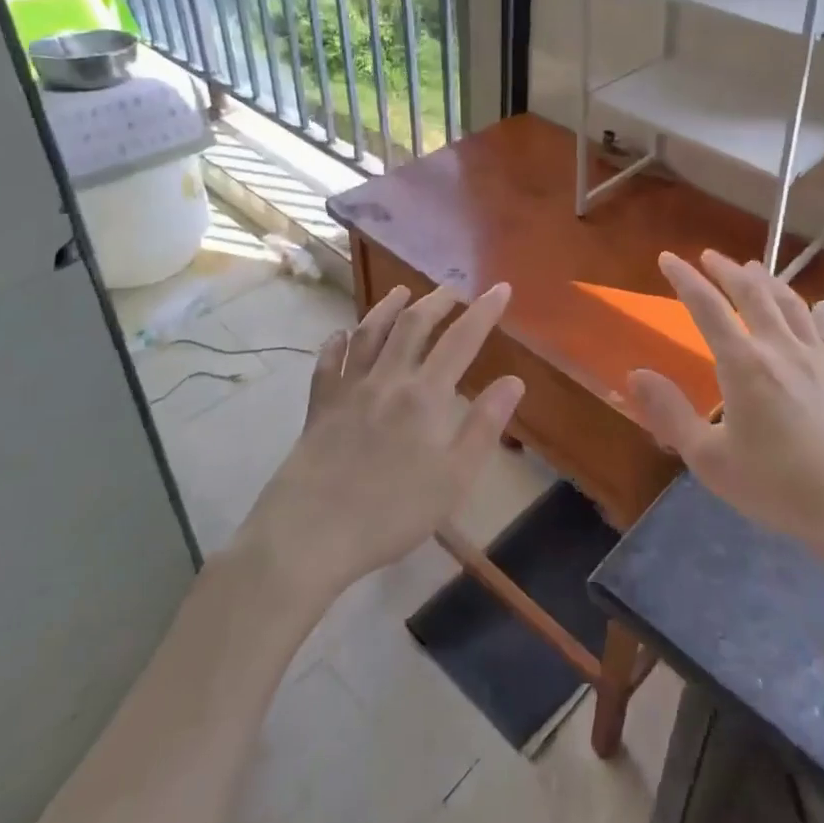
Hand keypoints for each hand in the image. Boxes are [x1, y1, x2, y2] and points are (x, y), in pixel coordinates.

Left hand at [240, 283, 523, 594]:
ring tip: (402, 293)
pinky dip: (337, 343)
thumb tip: (514, 381)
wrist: (310, 534)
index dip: (483, 311)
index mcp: (425, 396)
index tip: (500, 288)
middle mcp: (387, 380)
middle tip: (453, 289)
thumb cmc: (392, 513)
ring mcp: (348, 390)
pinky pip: (327, 363)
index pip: (461, 340)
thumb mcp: (454, 478)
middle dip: (437, 301)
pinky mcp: (318, 407)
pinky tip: (341, 335)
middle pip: (413, 325)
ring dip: (388, 308)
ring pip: (369, 333)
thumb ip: (485, 426)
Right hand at [627, 251, 823, 563]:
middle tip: (710, 256)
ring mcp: (819, 358)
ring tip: (754, 270)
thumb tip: (636, 375)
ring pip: (792, 304)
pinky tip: (818, 306)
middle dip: (727, 270)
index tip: (668, 257)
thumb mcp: (710, 460)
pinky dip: (818, 312)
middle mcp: (781, 348)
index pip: (707, 307)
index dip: (685, 279)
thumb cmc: (779, 487)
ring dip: (769, 281)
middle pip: (752, 293)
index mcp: (744, 364)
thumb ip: (671, 415)